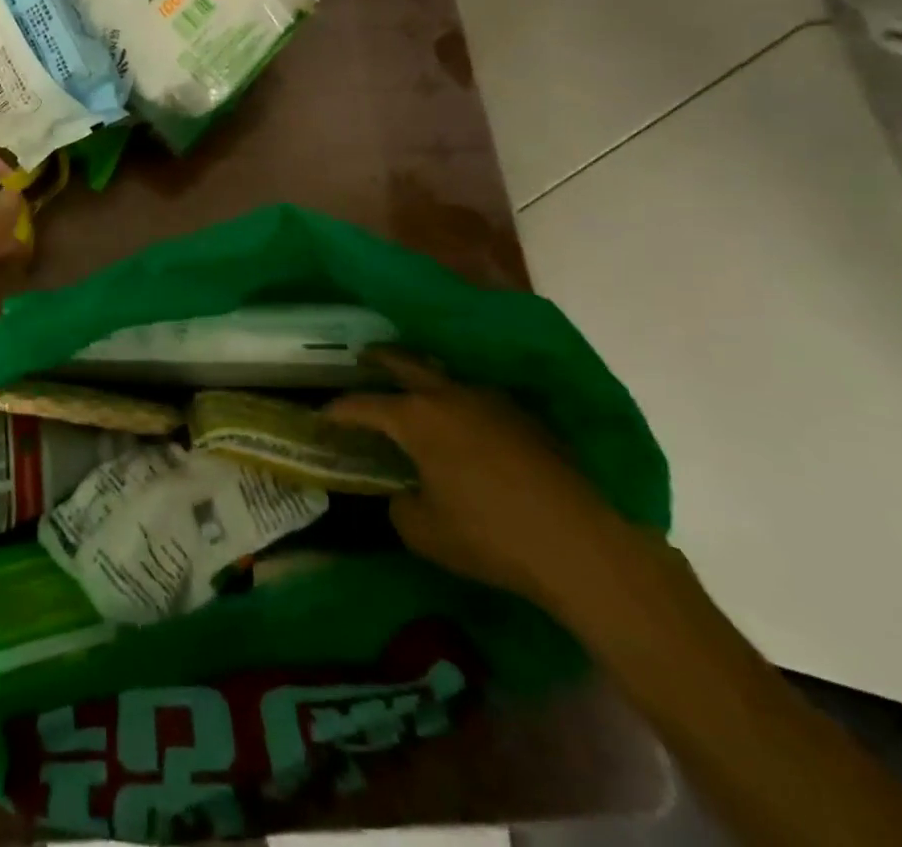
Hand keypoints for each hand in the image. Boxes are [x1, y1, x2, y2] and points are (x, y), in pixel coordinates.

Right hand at [325, 350, 627, 603]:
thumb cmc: (489, 535)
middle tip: (363, 357)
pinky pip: (479, 399)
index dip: (338, 410)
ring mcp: (491, 402)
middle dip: (380, 359)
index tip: (323, 416)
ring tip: (415, 387)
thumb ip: (400, 505)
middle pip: (406, 364)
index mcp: (416, 418)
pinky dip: (461, 402)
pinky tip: (465, 422)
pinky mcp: (525, 418)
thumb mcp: (424, 532)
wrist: (578, 544)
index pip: (364, 405)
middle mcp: (450, 396)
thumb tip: (403, 493)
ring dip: (425, 377)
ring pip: (447, 376)